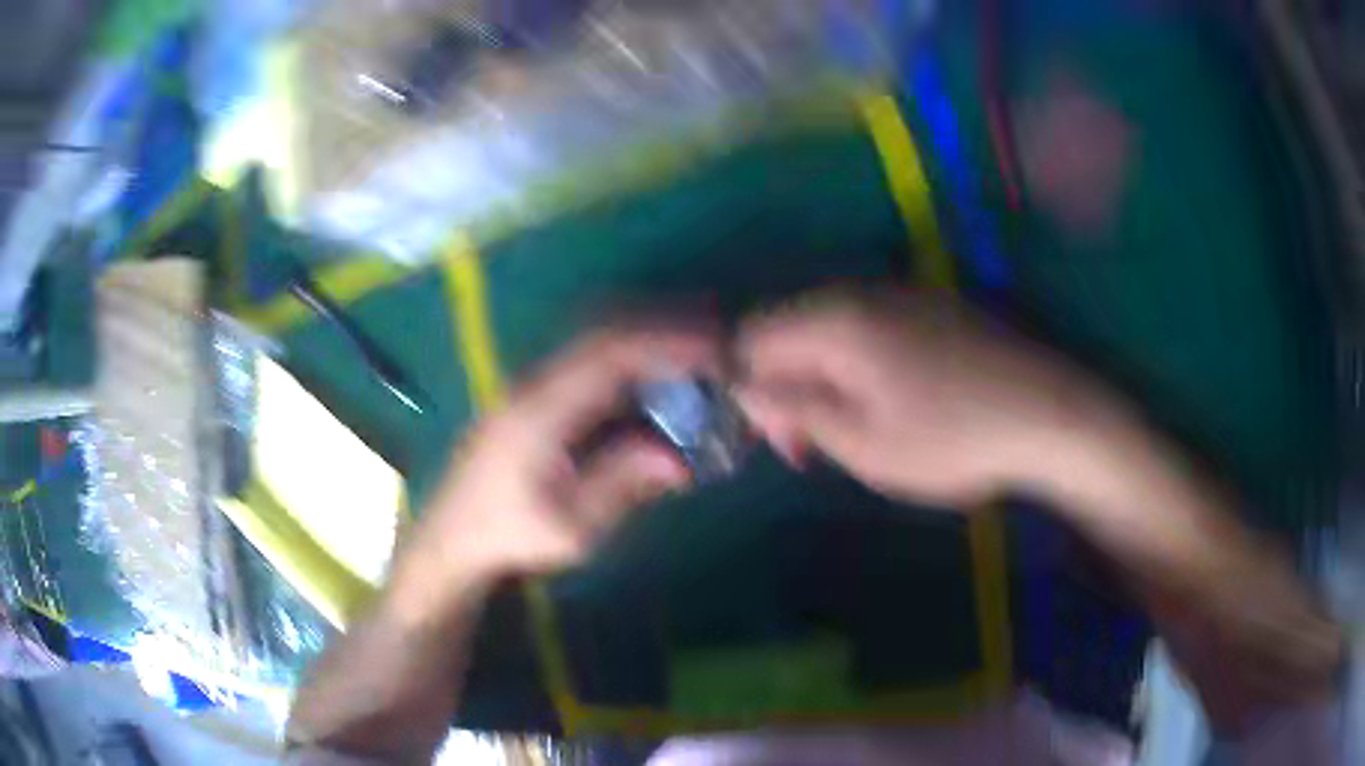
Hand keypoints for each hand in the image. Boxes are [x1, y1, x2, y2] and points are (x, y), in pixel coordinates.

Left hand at [400, 327, 719, 592]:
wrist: (453, 536)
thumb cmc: (510, 535)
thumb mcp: (571, 526)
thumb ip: (622, 486)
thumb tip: (679, 459)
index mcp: (540, 410)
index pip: (609, 355)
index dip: (665, 346)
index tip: (713, 352)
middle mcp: (533, 384)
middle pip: (603, 334)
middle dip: (661, 332)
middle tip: (713, 345)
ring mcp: (529, 386)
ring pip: (593, 343)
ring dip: (644, 341)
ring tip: (692, 356)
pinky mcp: (532, 397)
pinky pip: (585, 363)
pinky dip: (625, 362)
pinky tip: (651, 381)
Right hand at [735, 288, 1113, 506]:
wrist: (1050, 412)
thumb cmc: (953, 437)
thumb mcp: (863, 442)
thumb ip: (794, 409)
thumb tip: (744, 388)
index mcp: (836, 319)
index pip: (753, 337)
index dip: (747, 389)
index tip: (779, 441)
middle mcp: (862, 291)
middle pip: (791, 331)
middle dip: (788, 389)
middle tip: (813, 450)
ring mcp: (902, 294)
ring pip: (832, 332)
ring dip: (824, 382)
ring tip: (853, 433)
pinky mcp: (933, 306)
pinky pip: (871, 330)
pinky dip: (860, 368)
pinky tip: (892, 405)